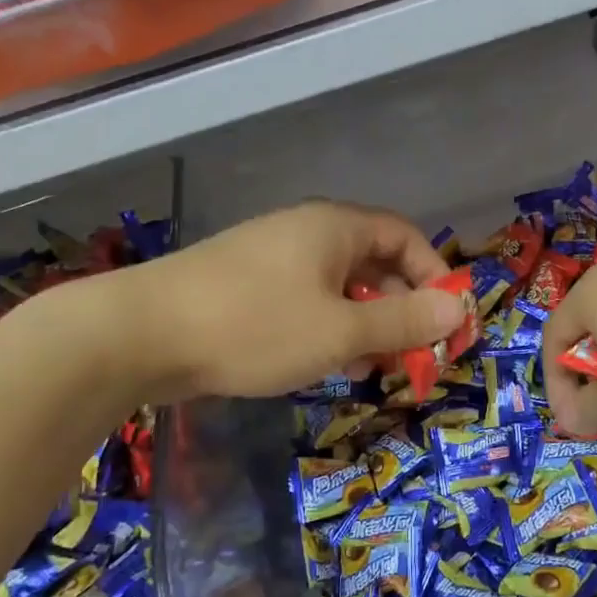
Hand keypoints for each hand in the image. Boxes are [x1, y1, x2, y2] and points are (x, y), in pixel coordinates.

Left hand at [124, 202, 462, 398]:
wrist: (139, 335)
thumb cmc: (255, 326)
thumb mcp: (341, 330)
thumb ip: (403, 321)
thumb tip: (457, 310)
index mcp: (335, 228)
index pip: (406, 238)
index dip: (435, 277)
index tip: (445, 324)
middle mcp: (306, 233)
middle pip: (375, 262)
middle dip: (401, 309)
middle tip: (413, 356)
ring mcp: (272, 258)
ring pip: (340, 287)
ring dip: (366, 324)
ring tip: (373, 368)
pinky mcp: (245, 287)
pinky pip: (306, 301)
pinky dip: (329, 329)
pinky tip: (326, 364)